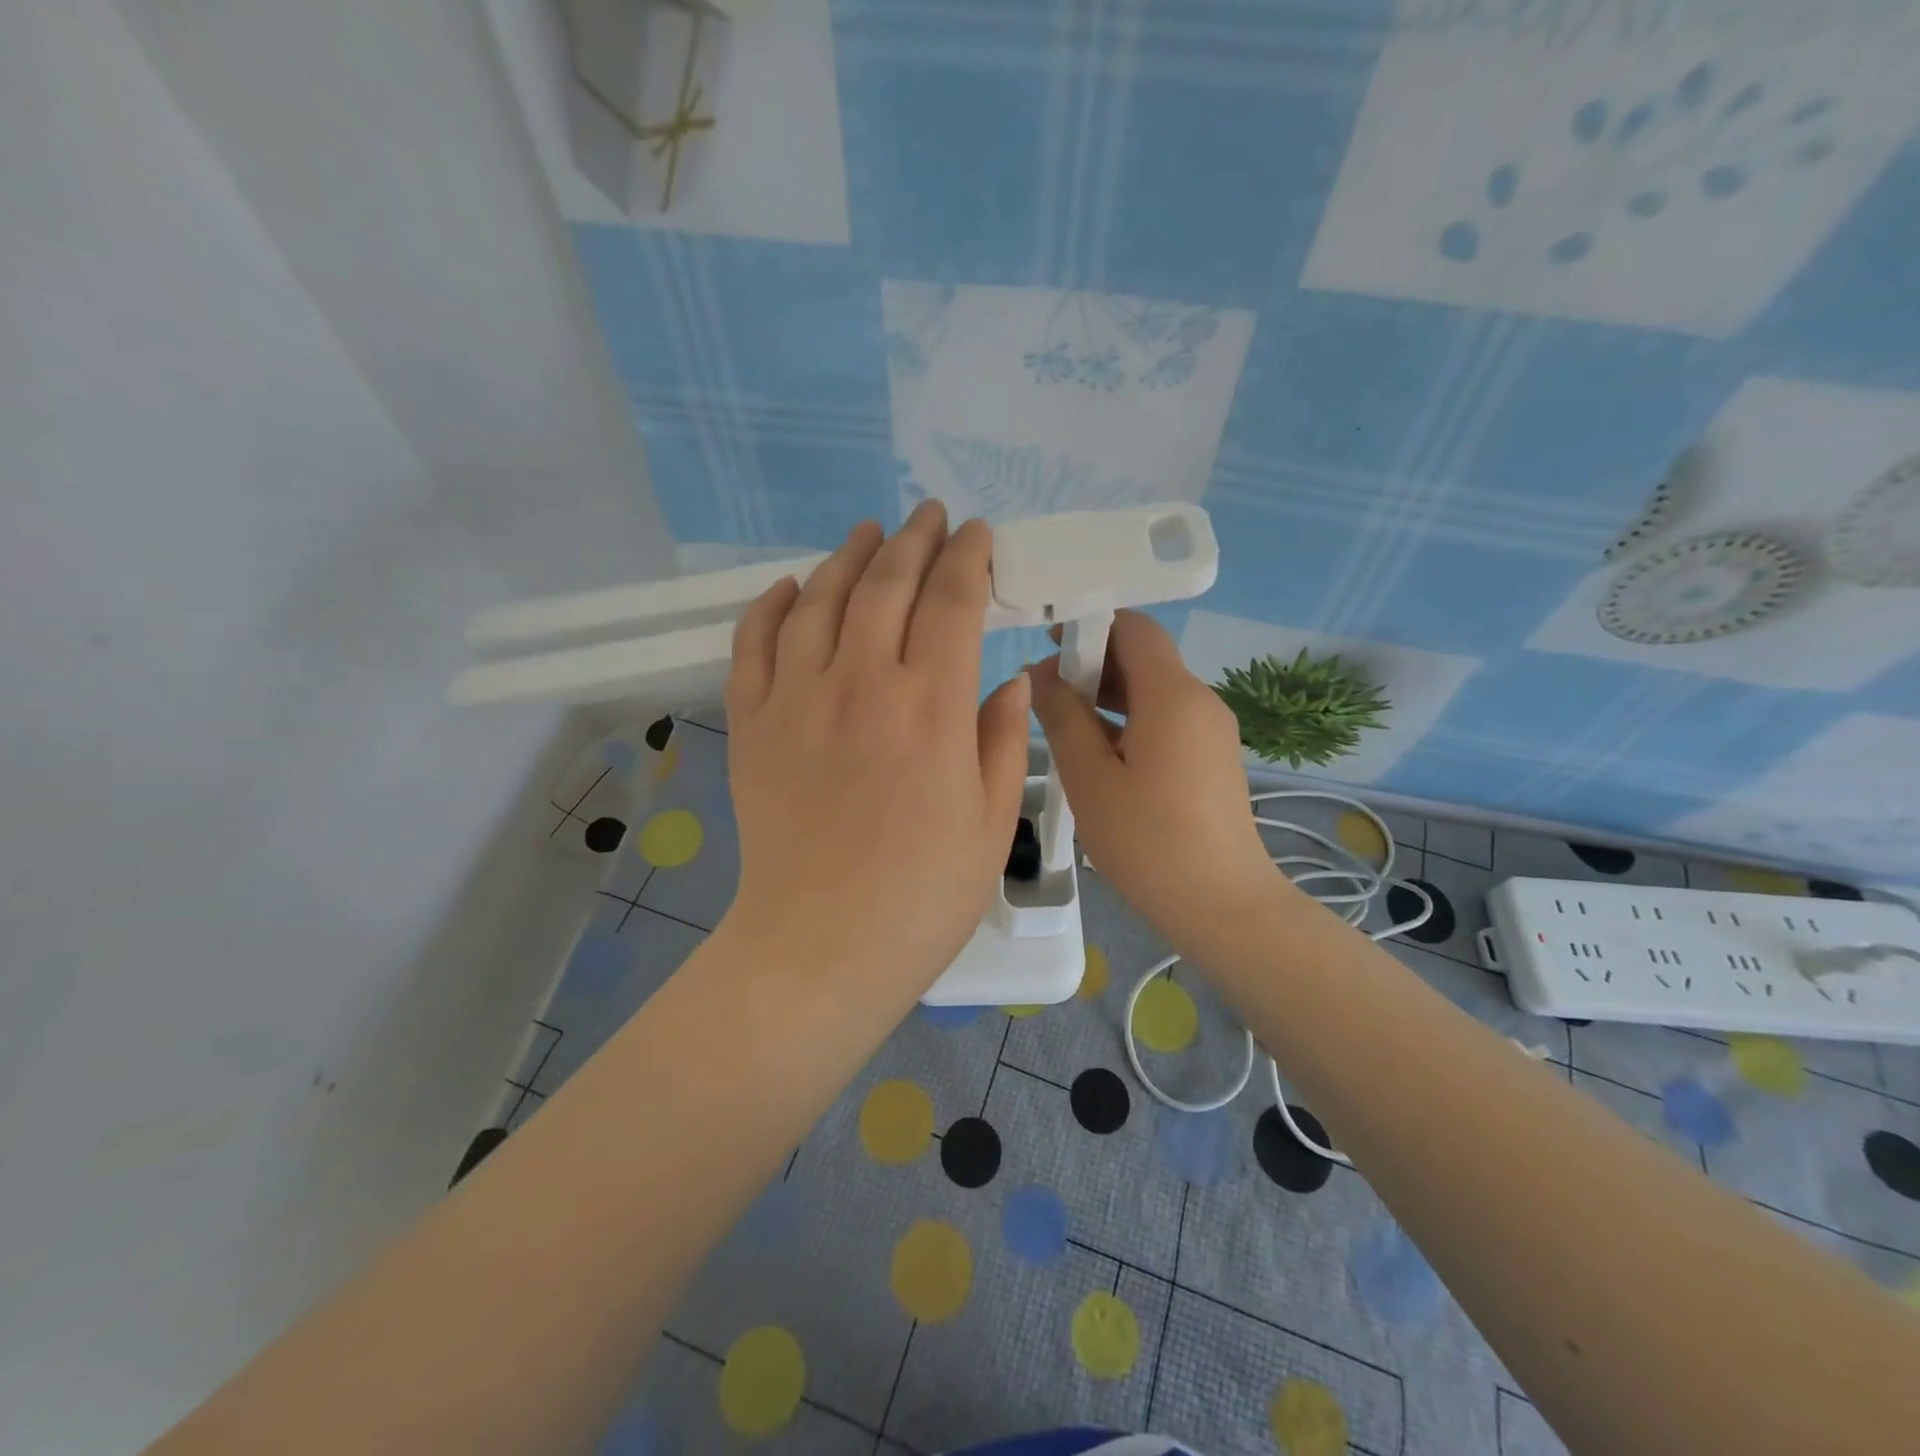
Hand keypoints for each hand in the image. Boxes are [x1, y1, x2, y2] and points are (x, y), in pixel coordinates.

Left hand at [721, 502, 1030, 1000]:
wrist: (820, 947)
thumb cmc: (921, 897)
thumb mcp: (990, 824)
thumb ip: (1000, 741)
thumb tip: (1008, 684)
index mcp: (931, 709)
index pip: (952, 603)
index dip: (967, 559)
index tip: (977, 535)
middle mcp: (862, 684)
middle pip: (887, 584)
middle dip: (914, 539)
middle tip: (929, 515)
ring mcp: (797, 699)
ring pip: (820, 599)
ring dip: (848, 556)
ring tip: (869, 533)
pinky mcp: (751, 724)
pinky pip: (754, 643)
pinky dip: (772, 605)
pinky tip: (791, 586)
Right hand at [1029, 611, 1280, 952]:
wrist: (1222, 906)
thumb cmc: (1147, 841)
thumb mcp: (1090, 779)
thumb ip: (1062, 718)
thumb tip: (1038, 675)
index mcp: (1173, 695)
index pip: (1133, 627)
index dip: (1088, 625)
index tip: (1046, 646)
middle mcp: (1200, 700)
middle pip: (1144, 656)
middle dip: (1092, 662)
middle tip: (1042, 691)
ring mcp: (1211, 730)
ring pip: (1154, 690)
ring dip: (1108, 694)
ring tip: (1060, 720)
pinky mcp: (1212, 758)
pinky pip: (1166, 718)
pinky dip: (1129, 720)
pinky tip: (1096, 751)